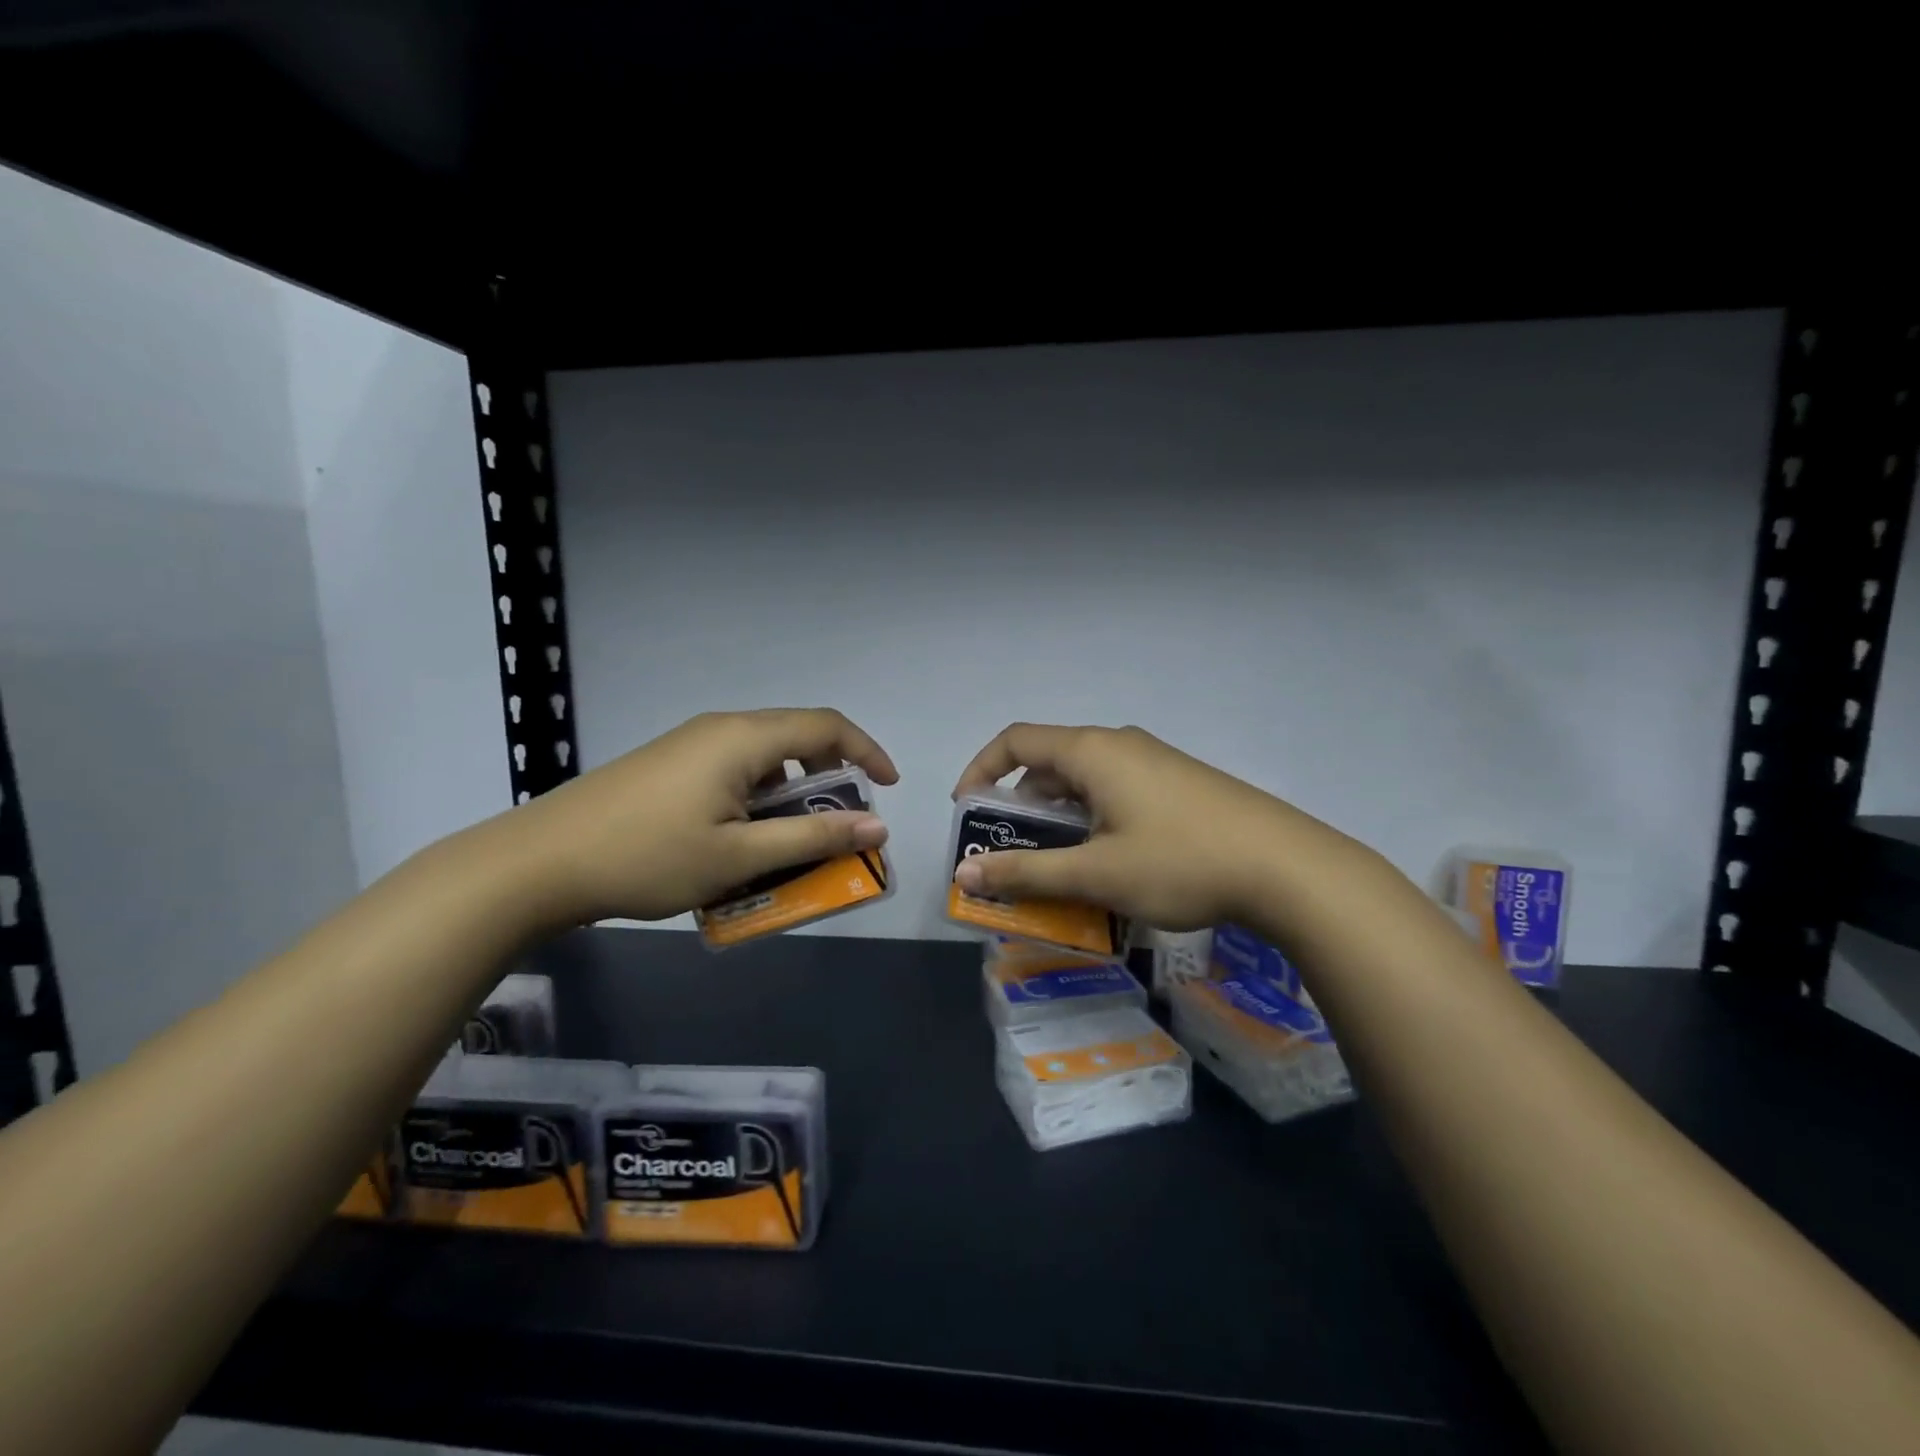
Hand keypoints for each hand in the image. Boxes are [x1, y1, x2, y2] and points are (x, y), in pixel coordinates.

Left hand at [511, 709, 897, 926]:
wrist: (540, 862)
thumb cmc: (649, 858)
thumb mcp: (740, 856)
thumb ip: (813, 838)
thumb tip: (878, 825)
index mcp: (744, 738)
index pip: (827, 727)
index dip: (867, 751)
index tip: (891, 787)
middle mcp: (721, 727)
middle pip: (796, 737)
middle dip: (831, 777)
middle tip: (843, 823)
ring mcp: (690, 743)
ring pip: (763, 756)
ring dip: (792, 792)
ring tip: (793, 839)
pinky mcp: (668, 763)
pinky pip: (733, 768)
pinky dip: (758, 797)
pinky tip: (742, 837)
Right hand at [950, 723, 1332, 931]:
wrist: (1288, 868)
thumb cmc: (1180, 862)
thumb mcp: (1095, 874)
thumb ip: (1026, 872)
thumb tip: (964, 874)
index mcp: (1092, 751)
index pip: (1016, 741)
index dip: (980, 770)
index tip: (967, 813)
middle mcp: (1120, 745)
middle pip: (1049, 762)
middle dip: (1019, 806)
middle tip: (1008, 853)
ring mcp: (1154, 763)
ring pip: (1085, 782)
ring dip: (1058, 819)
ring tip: (1054, 867)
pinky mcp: (1178, 785)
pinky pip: (1116, 793)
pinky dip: (1092, 821)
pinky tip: (1106, 864)